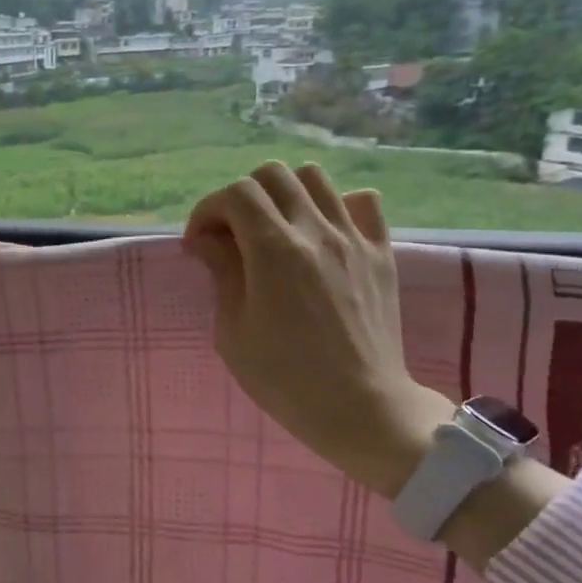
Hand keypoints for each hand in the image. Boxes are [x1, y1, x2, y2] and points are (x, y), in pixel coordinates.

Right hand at [183, 163, 453, 497]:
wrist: (362, 407)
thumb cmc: (285, 378)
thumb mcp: (233, 331)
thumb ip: (222, 272)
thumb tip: (208, 240)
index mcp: (274, 250)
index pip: (235, 193)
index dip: (208, 210)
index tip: (199, 244)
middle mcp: (316, 230)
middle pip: (273, 174)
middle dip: (242, 196)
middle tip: (233, 235)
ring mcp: (354, 238)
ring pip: (316, 178)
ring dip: (286, 194)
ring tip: (276, 228)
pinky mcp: (382, 252)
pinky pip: (364, 202)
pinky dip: (337, 205)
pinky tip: (324, 234)